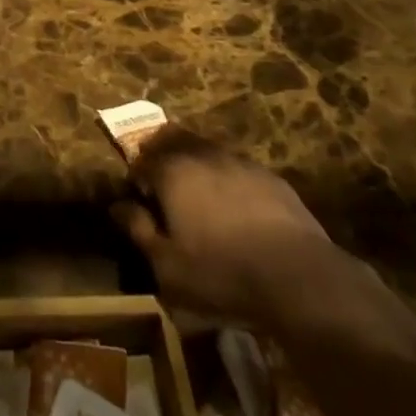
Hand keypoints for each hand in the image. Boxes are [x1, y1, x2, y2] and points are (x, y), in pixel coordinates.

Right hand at [113, 129, 333, 327]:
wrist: (297, 275)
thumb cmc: (221, 272)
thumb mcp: (167, 265)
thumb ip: (139, 230)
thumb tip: (118, 207)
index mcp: (172, 171)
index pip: (141, 159)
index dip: (135, 176)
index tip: (137, 197)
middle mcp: (202, 154)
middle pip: (173, 139)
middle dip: (161, 154)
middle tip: (162, 184)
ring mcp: (238, 161)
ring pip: (206, 150)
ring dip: (195, 164)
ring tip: (198, 195)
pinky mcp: (269, 176)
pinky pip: (236, 168)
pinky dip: (226, 179)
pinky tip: (234, 207)